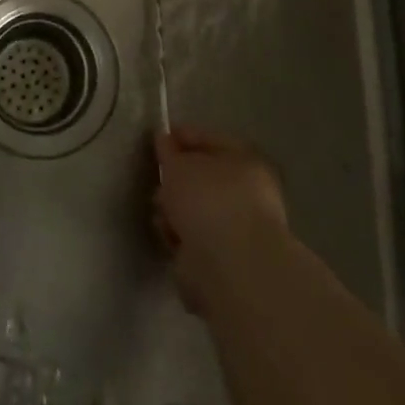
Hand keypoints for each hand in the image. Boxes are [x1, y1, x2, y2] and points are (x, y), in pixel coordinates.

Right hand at [153, 126, 288, 313]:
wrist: (229, 267)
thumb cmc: (208, 200)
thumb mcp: (179, 164)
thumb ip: (169, 151)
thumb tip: (165, 141)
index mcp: (245, 162)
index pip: (211, 140)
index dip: (183, 137)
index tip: (157, 139)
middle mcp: (247, 194)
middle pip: (203, 178)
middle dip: (176, 179)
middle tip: (158, 180)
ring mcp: (237, 230)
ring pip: (197, 210)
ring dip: (175, 210)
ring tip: (160, 212)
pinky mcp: (224, 261)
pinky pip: (194, 238)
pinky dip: (179, 236)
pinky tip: (168, 235)